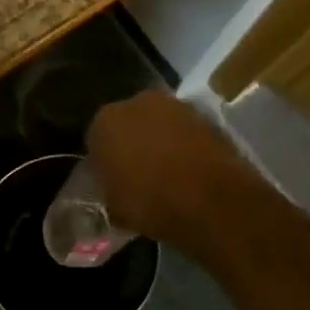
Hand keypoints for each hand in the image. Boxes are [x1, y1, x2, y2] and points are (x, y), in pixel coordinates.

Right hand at [85, 91, 256, 249]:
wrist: (212, 200)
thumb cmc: (151, 202)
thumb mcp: (115, 207)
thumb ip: (109, 189)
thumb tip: (115, 189)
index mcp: (104, 121)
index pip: (96, 139)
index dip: (105, 161)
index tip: (113, 180)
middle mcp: (136, 102)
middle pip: (129, 124)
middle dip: (133, 143)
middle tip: (140, 173)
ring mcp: (175, 106)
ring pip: (160, 124)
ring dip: (161, 141)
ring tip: (170, 173)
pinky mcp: (207, 116)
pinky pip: (186, 132)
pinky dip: (187, 146)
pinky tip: (191, 171)